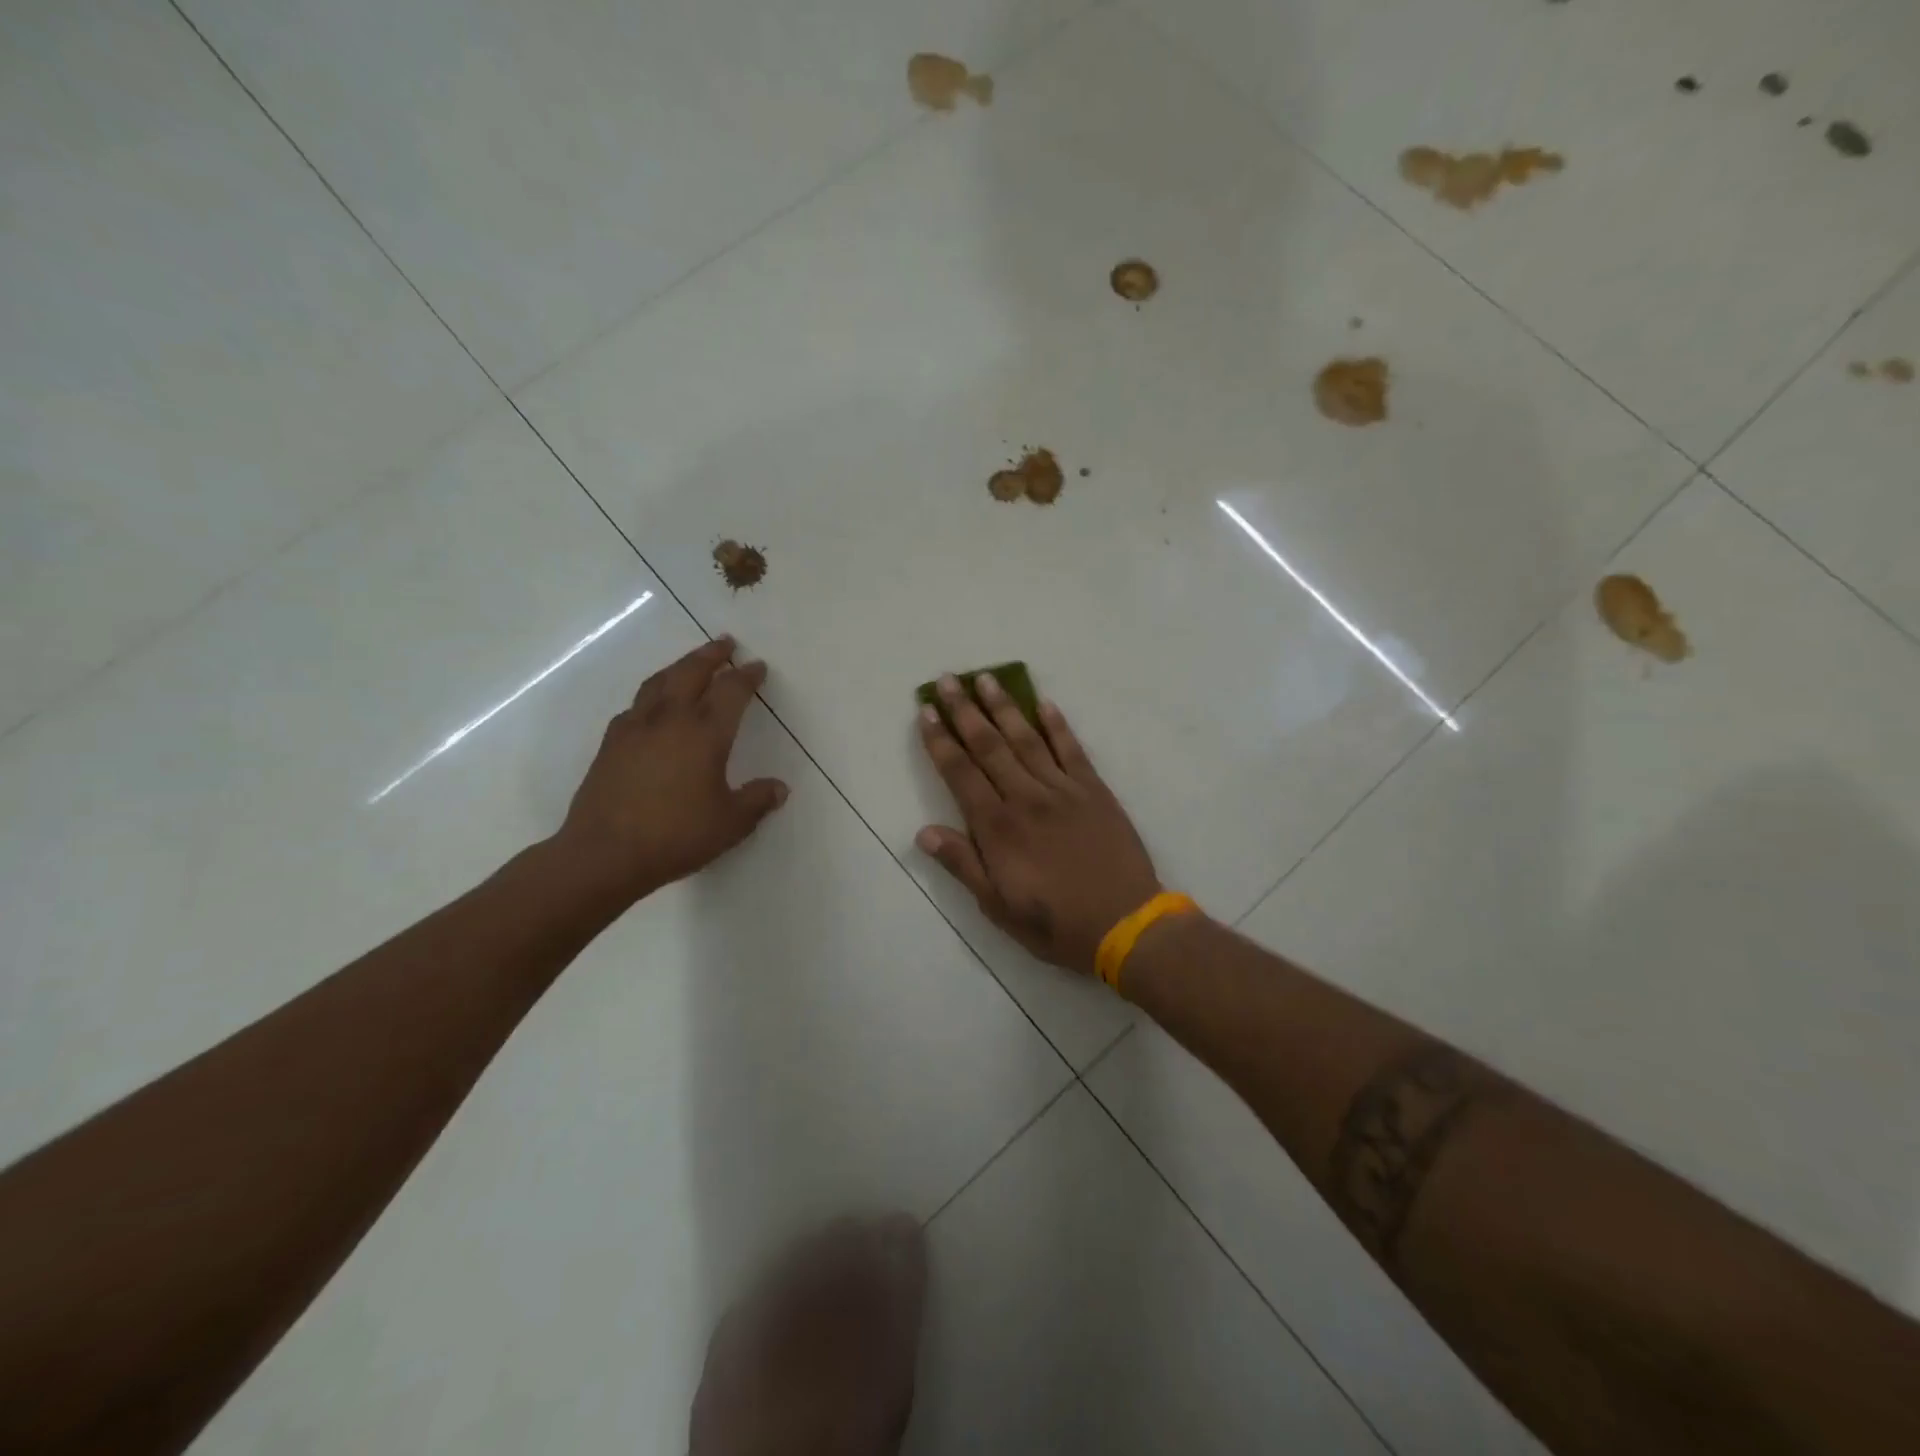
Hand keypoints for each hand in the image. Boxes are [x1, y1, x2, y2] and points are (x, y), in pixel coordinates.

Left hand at [553, 637, 787, 903]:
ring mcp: (635, 729)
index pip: (731, 692)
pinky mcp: (610, 744)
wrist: (604, 854)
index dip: (747, 676)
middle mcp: (670, 720)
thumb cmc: (676, 836)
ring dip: (679, 666)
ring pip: (659, 682)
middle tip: (725, 643)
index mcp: (705, 734)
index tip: (757, 666)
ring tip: (690, 663)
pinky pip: (636, 705)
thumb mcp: (730, 823)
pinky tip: (653, 706)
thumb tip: (779, 788)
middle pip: (691, 672)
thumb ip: (757, 801)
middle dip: (711, 655)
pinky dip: (652, 695)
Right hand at [916, 674, 1160, 976]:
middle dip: (964, 710)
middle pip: (989, 745)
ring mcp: (1063, 790)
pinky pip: (1072, 749)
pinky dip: (1057, 724)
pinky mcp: (1094, 790)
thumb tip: (924, 832)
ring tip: (986, 678)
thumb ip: (962, 865)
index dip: (940, 741)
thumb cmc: (1056, 924)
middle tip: (947, 679)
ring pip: (1026, 739)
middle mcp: (1026, 798)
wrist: (1126, 924)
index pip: (960, 773)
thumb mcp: (998, 907)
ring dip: (1004, 707)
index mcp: (998, 828)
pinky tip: (1044, 703)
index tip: (926, 712)